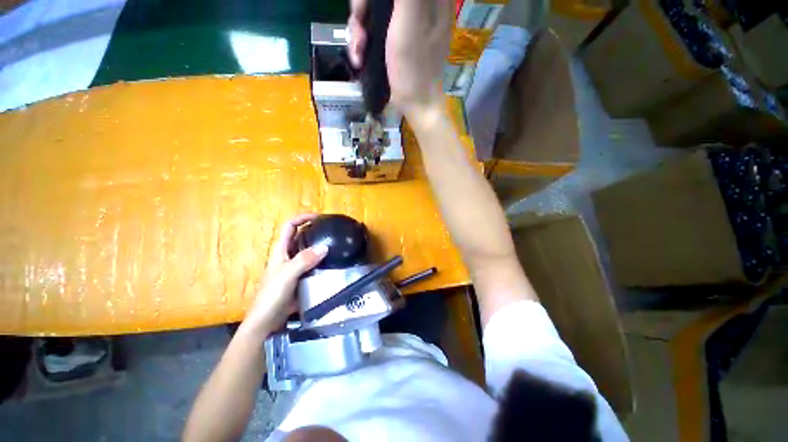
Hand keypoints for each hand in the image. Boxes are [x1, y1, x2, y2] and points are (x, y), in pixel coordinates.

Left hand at [239, 214, 327, 336]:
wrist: (268, 321)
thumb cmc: (272, 295)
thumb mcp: (287, 274)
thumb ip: (304, 260)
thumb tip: (325, 246)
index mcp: (281, 250)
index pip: (290, 226)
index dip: (302, 218)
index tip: (319, 217)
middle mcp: (289, 255)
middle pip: (301, 237)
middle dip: (315, 230)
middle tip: (332, 230)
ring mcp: (296, 267)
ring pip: (309, 251)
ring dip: (320, 246)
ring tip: (337, 244)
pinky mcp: (303, 278)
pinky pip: (315, 265)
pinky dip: (323, 261)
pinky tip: (334, 263)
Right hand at [348, 0, 452, 118]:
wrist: (415, 104)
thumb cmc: (414, 69)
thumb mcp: (409, 22)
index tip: (366, 9)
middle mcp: (417, 6)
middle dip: (362, 10)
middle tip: (360, 30)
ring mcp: (404, 24)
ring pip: (372, 11)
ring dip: (358, 31)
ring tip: (359, 52)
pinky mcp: (394, 40)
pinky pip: (372, 30)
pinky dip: (362, 43)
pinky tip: (360, 58)